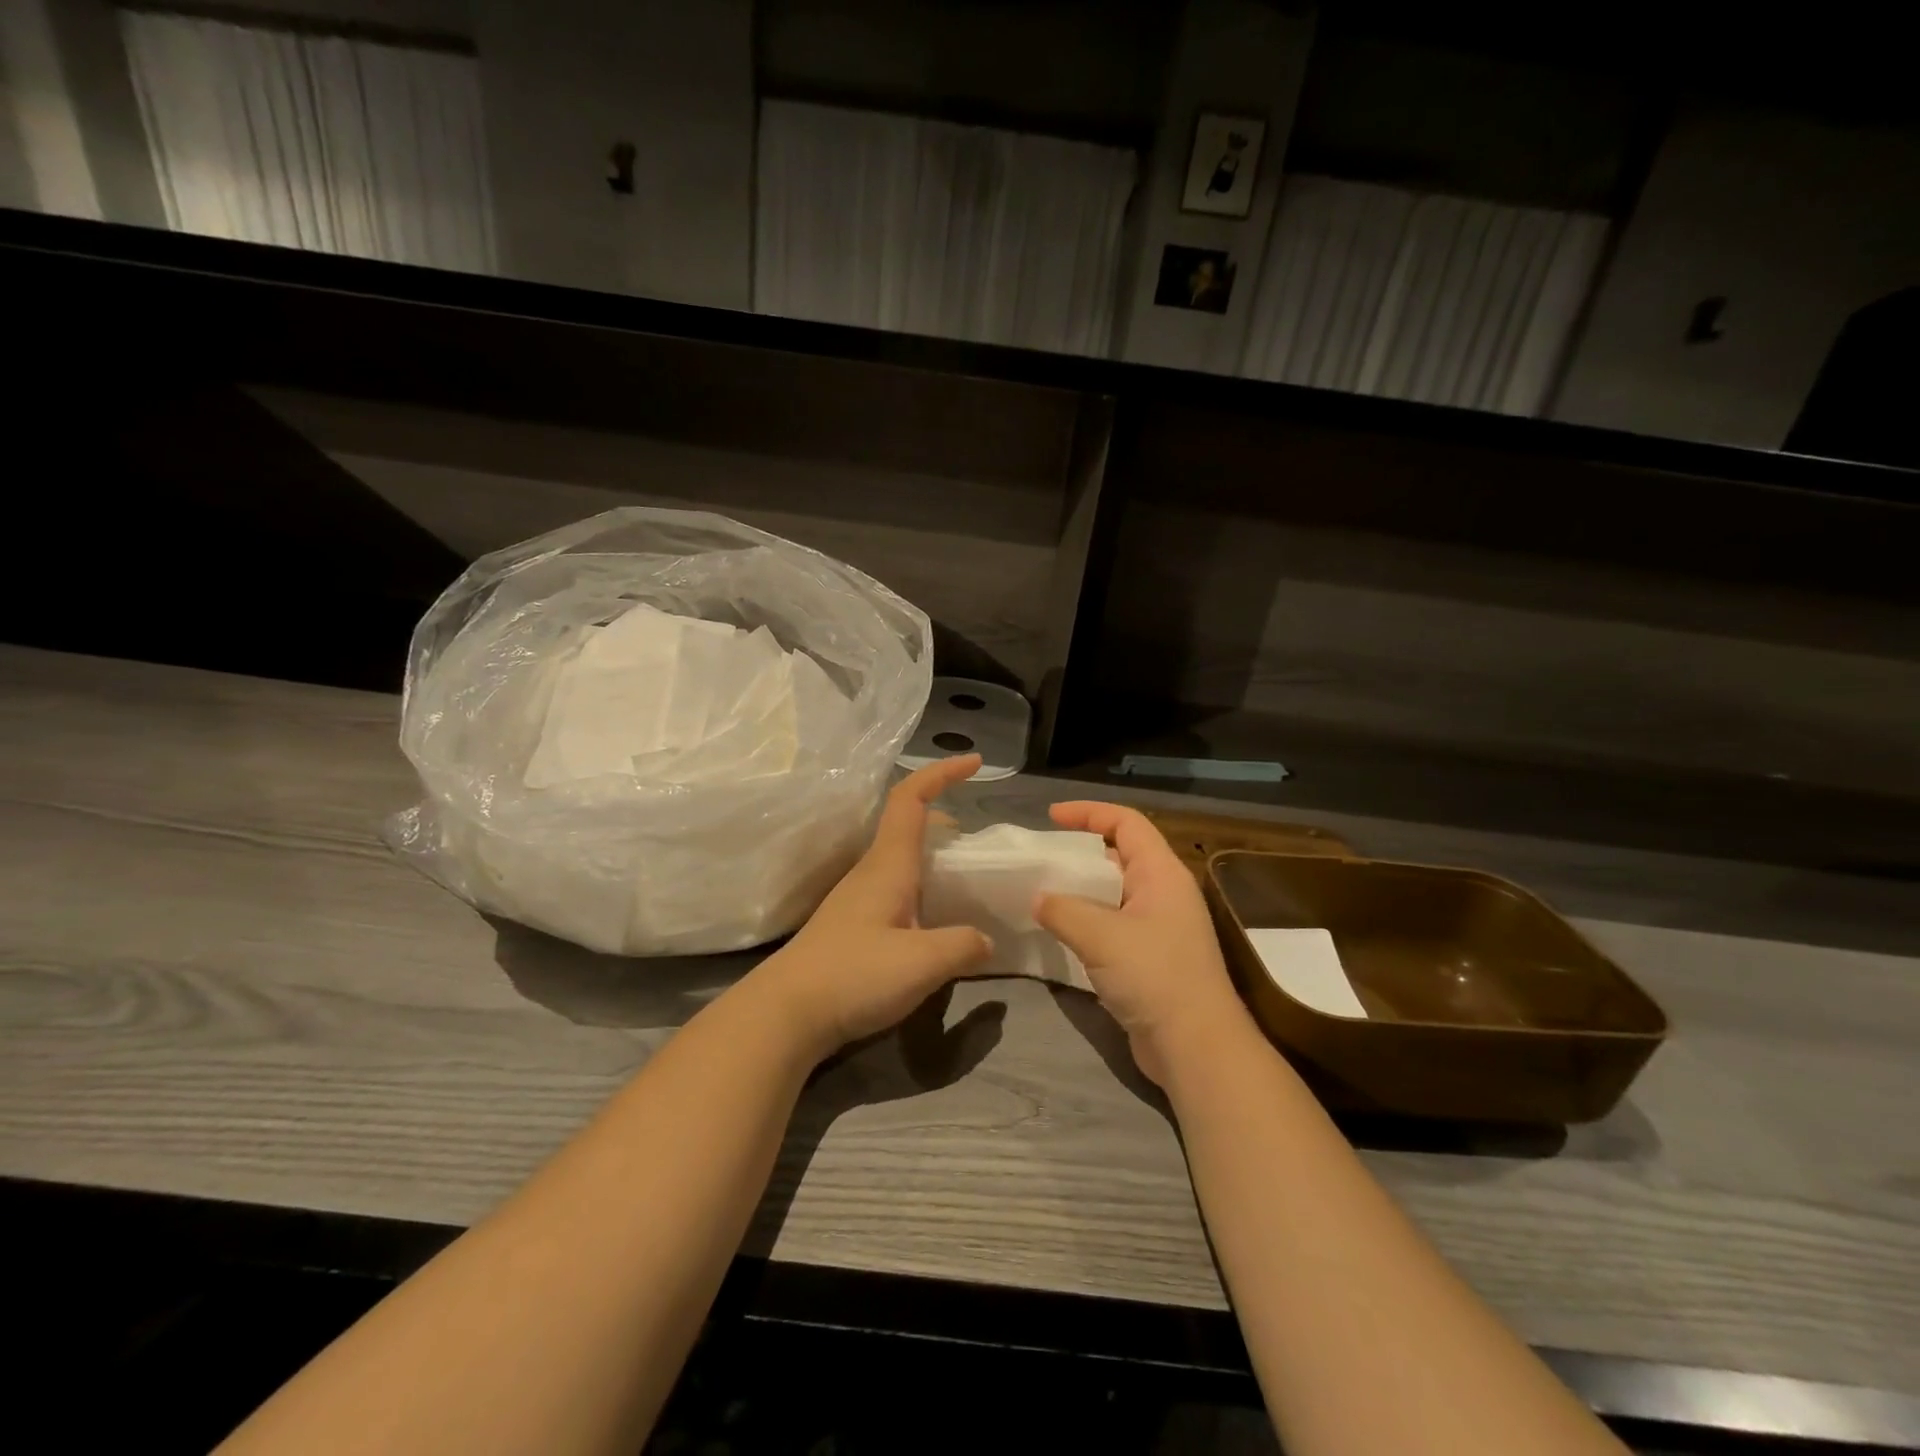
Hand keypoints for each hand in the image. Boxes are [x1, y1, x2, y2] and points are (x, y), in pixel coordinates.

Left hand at [755, 755, 993, 1060]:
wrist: (785, 1013)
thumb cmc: (853, 975)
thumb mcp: (922, 963)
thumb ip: (962, 945)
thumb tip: (985, 939)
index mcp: (888, 864)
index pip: (911, 799)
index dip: (942, 773)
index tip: (975, 763)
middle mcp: (871, 872)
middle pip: (907, 825)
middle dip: (945, 819)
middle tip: (978, 844)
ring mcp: (857, 898)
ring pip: (901, 858)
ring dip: (933, 856)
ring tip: (964, 882)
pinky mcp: (852, 925)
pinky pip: (894, 888)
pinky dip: (921, 887)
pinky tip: (933, 922)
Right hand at [1034, 802, 1250, 1086]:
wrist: (1196, 1047)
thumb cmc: (1154, 976)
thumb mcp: (1100, 935)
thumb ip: (1063, 909)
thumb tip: (1039, 898)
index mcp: (1161, 873)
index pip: (1126, 823)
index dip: (1089, 813)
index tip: (1051, 817)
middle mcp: (1165, 893)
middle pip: (1121, 854)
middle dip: (1081, 852)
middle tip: (1043, 858)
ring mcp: (1161, 927)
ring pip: (1115, 893)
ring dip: (1082, 890)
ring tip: (1043, 893)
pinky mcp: (1152, 958)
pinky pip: (1115, 924)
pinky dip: (1088, 921)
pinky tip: (1061, 933)